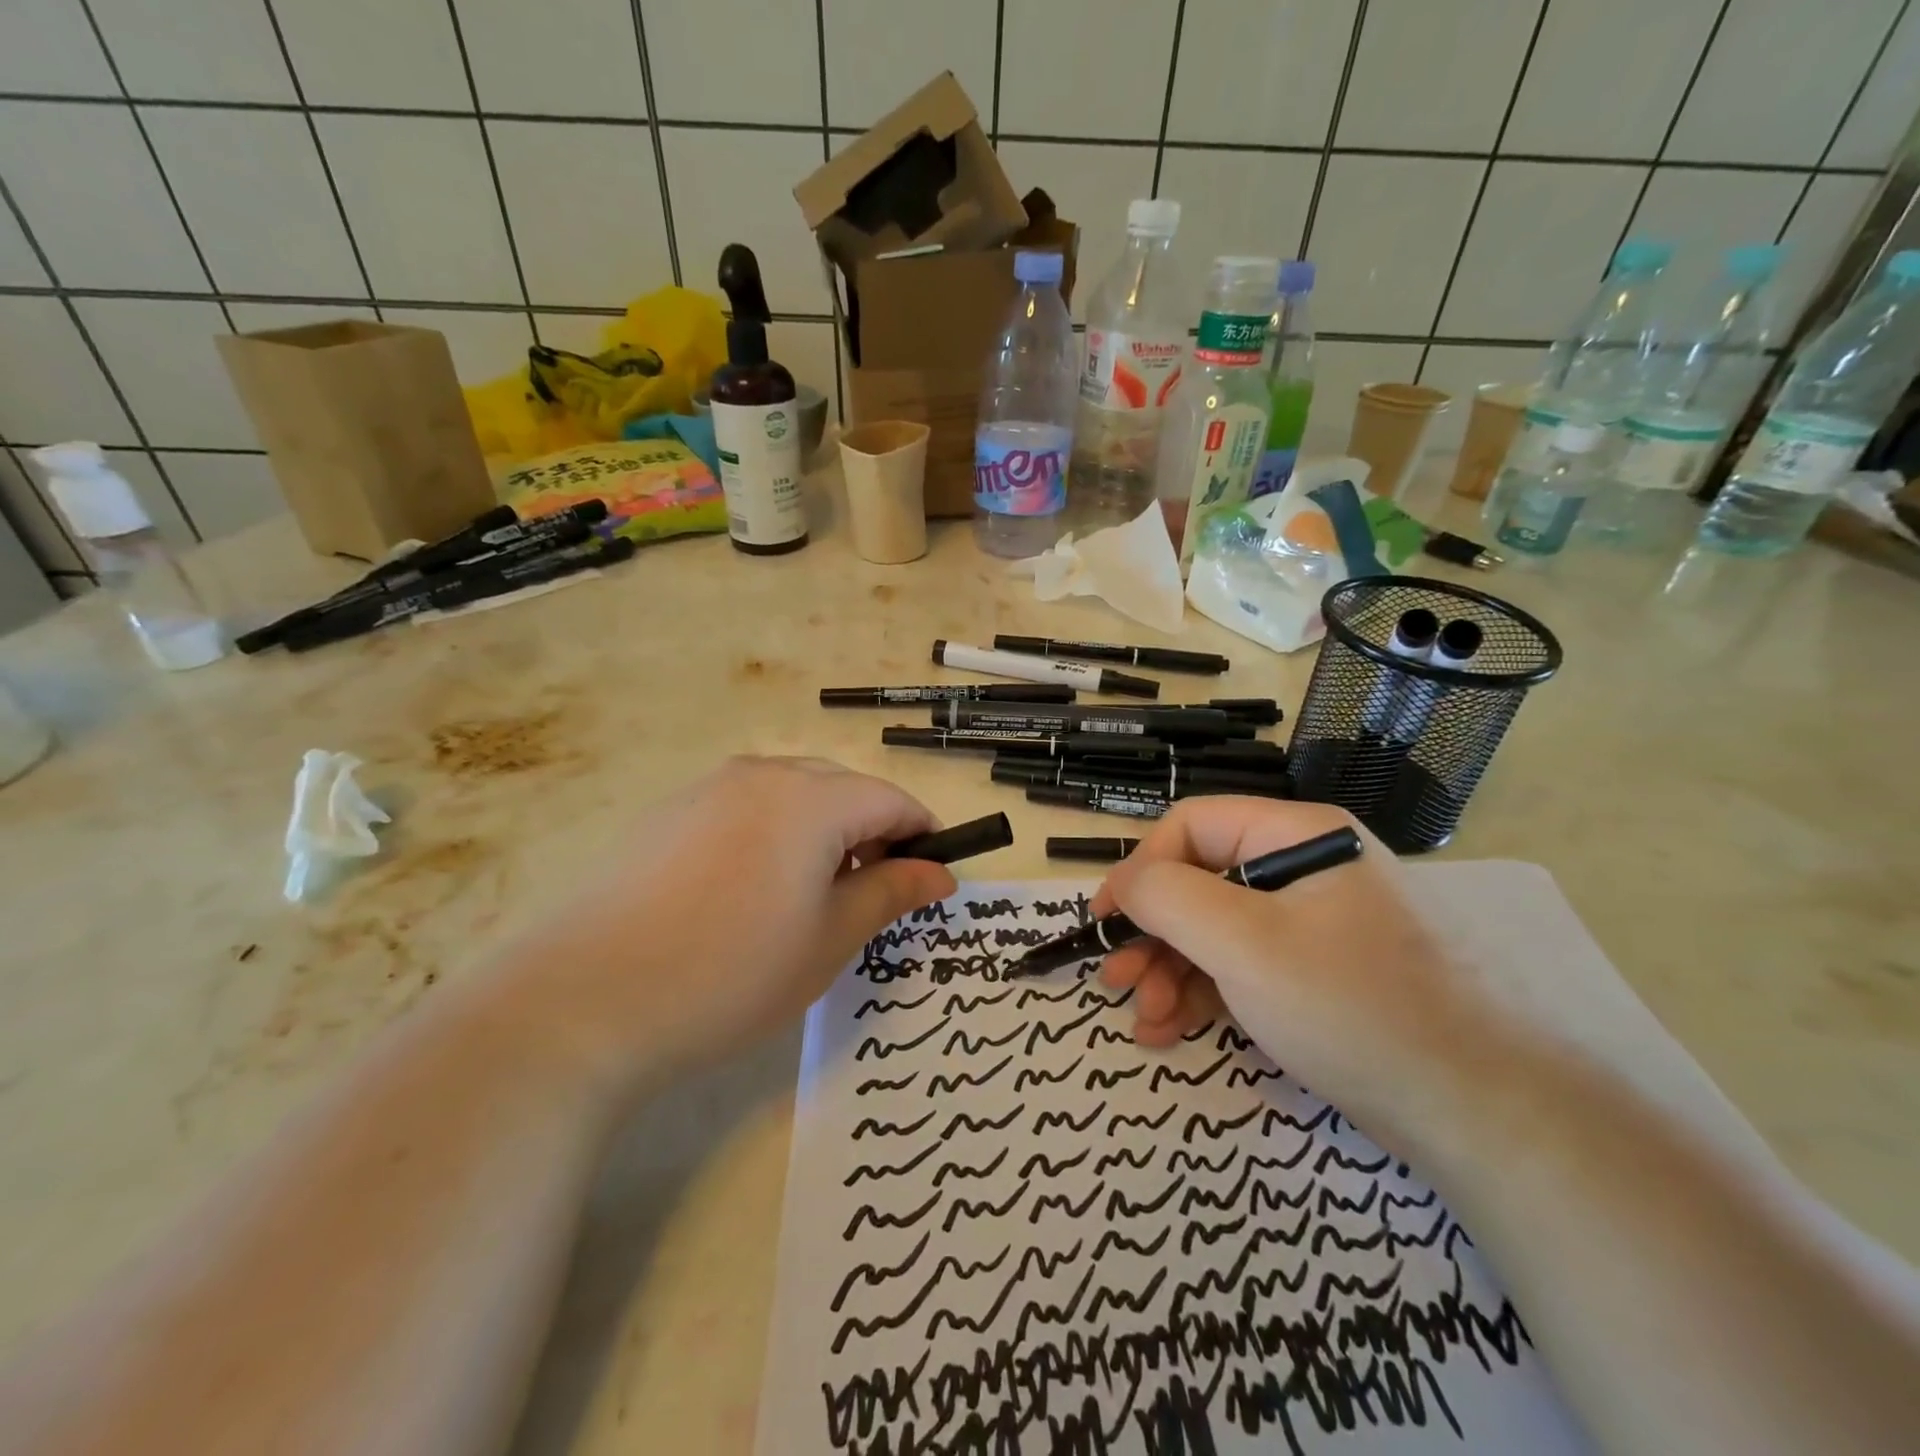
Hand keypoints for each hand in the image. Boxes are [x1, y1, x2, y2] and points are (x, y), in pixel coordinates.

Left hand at [479, 757, 955, 1098]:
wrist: (583, 1001)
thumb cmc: (732, 972)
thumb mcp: (829, 940)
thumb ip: (891, 894)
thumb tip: (939, 873)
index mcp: (811, 798)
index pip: (891, 800)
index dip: (922, 837)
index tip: (932, 881)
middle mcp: (761, 775)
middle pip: (843, 790)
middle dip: (873, 835)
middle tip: (872, 897)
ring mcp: (708, 788)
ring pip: (793, 796)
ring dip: (823, 834)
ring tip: (811, 898)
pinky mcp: (669, 812)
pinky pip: (746, 808)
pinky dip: (774, 836)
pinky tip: (750, 893)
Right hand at [1093, 797, 1500, 1151]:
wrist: (1484, 1114)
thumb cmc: (1352, 1006)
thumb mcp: (1244, 943)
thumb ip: (1168, 897)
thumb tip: (1125, 883)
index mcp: (1297, 835)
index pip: (1191, 826)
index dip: (1139, 869)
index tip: (1105, 922)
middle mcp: (1305, 868)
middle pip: (1201, 881)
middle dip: (1152, 934)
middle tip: (1117, 981)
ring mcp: (1315, 924)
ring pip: (1217, 930)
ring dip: (1172, 971)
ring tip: (1145, 1019)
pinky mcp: (1320, 975)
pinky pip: (1245, 967)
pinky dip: (1205, 994)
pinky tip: (1173, 1029)